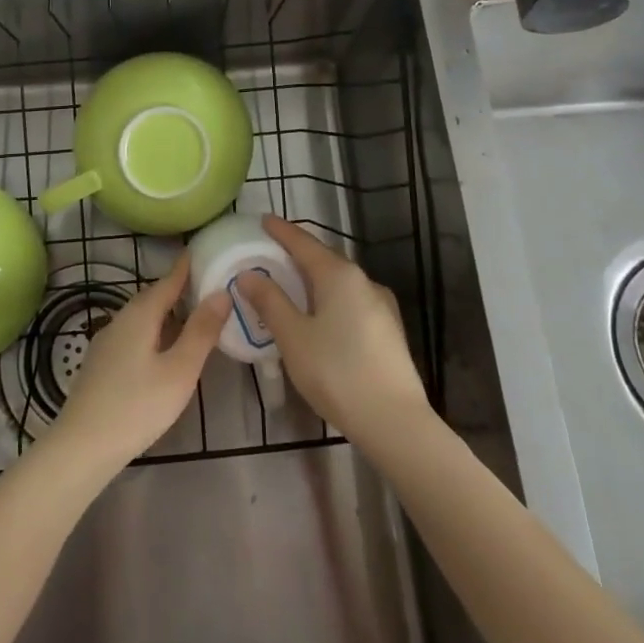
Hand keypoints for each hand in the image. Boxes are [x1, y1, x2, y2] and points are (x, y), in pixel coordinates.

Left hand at [50, 256, 229, 473]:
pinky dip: (154, 331)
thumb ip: (201, 331)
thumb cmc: (137, 406)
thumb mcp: (180, 370)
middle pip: (153, 297)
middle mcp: (121, 319)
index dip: (186, 267)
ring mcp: (107, 342)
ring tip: (191, 316)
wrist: (82, 446)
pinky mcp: (101, 364)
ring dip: (166, 312)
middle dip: (178, 289)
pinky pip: (133, 334)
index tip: (203, 250)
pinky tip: (163, 349)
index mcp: (140, 314)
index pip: (168, 280)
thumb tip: (221, 292)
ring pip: (142, 317)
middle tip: (206, 284)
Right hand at [235, 215, 429, 446]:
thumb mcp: (293, 337)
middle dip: (297, 255)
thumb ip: (270, 302)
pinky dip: (329, 299)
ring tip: (291, 286)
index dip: (281, 231)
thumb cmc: (337, 373)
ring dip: (314, 280)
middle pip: (324, 259)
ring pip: (339, 282)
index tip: (263, 220)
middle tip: (271, 254)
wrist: (395, 422)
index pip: (304, 242)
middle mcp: (364, 281)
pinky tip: (319, 317)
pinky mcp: (388, 330)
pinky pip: (351, 302)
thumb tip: (248, 274)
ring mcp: (381, 306)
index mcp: (339, 275)